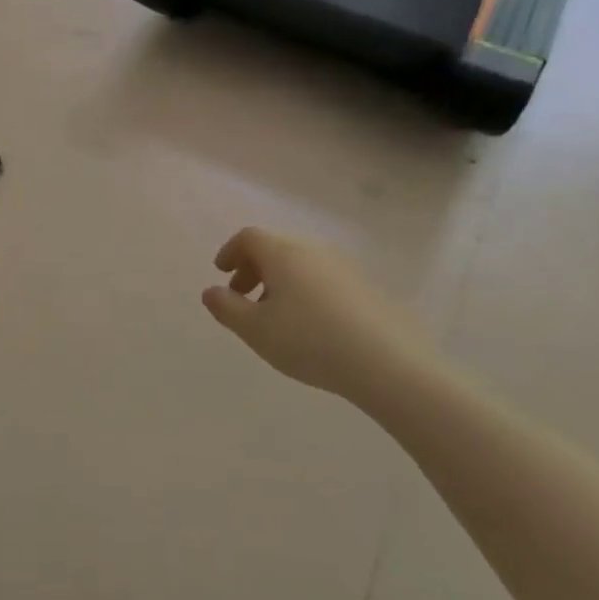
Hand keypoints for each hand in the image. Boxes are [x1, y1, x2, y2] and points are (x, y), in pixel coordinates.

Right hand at [201, 227, 443, 405]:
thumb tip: (211, 292)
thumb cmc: (309, 341)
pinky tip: (310, 326)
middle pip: (275, 248)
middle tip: (242, 296)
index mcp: (283, 254)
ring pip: (301, 264)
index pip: (249, 237)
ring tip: (275, 316)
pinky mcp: (366, 288)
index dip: (230, 251)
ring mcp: (344, 268)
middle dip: (253, 268)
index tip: (221, 273)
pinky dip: (305, 291)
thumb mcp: (255, 330)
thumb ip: (226, 308)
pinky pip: (323, 279)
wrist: (387, 362)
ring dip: (279, 281)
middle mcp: (313, 251)